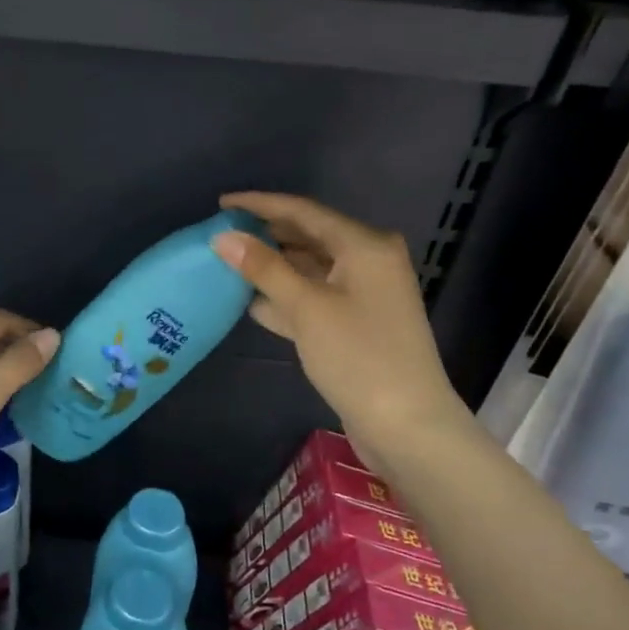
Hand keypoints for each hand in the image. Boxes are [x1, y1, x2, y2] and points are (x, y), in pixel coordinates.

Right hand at [212, 192, 469, 458]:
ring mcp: (364, 294)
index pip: (304, 211)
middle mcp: (368, 261)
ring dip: (273, 268)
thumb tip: (223, 236)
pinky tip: (253, 305)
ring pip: (309, 269)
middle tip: (222, 235)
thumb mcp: (306, 307)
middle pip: (308, 237)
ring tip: (229, 266)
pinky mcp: (356, 323)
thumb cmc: (358, 356)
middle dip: (266, 236)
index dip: (260, 205)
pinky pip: (315, 297)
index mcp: (364, 245)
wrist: (407, 426)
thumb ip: (264, 268)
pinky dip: (287, 297)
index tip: (221, 203)